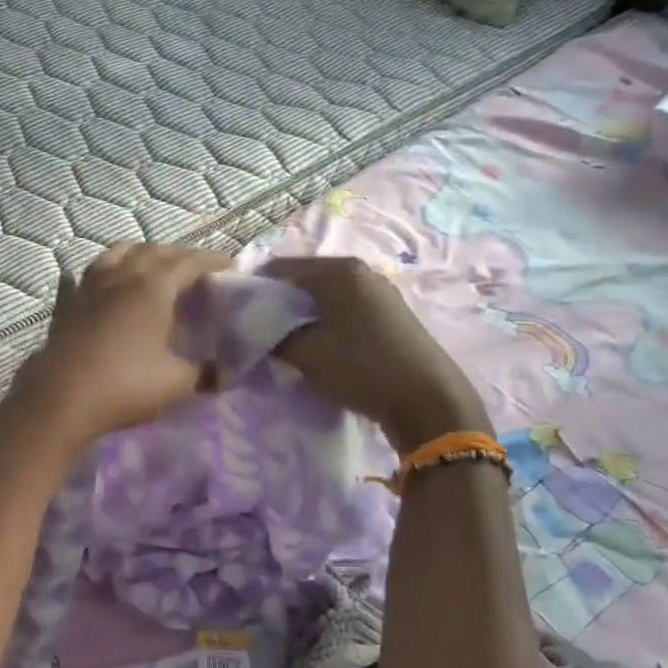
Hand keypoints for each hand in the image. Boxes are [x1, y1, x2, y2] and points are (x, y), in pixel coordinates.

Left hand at [6, 243, 232, 453]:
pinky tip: (88, 280)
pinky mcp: (65, 306)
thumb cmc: (125, 385)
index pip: (189, 263)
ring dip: (138, 253)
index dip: (212, 261)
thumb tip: (222, 374)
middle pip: (153, 251)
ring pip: (115, 254)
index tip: (229, 266)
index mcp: (153, 288)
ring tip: (149, 262)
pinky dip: (92, 276)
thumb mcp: (176, 383)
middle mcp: (121, 277)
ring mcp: (88, 288)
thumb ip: (203, 374)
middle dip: (178, 254)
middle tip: (194, 266)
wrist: (60, 398)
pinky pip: (78, 280)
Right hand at [262, 256, 489, 448]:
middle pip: (303, 280)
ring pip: (324, 297)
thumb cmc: (362, 367)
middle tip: (260, 333)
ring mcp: (379, 291)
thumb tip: (254, 328)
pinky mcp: (390, 314)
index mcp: (338, 269)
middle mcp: (360, 271)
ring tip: (288, 344)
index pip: (279, 268)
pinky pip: (344, 309)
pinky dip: (326, 323)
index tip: (238, 317)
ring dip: (302, 316)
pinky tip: (321, 348)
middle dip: (279, 304)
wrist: (428, 400)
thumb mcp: (305, 354)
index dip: (255, 290)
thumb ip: (271, 336)